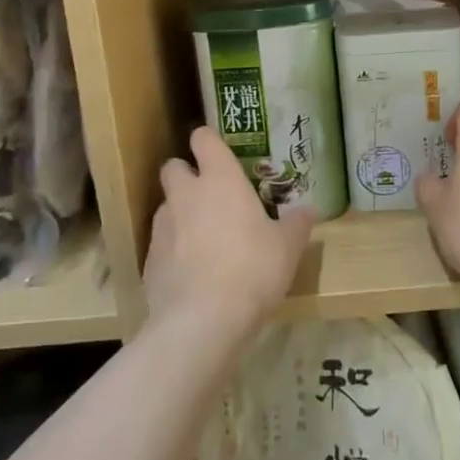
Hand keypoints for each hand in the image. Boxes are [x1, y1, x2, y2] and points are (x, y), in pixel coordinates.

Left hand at [144, 127, 313, 342]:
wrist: (202, 321)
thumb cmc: (252, 269)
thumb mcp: (287, 248)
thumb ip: (297, 224)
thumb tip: (310, 211)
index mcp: (220, 179)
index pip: (204, 139)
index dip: (208, 140)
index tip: (219, 151)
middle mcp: (186, 194)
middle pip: (173, 166)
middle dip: (186, 174)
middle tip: (209, 194)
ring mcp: (162, 226)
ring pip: (166, 205)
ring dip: (180, 212)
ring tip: (202, 237)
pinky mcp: (149, 259)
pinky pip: (160, 242)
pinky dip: (172, 249)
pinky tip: (191, 272)